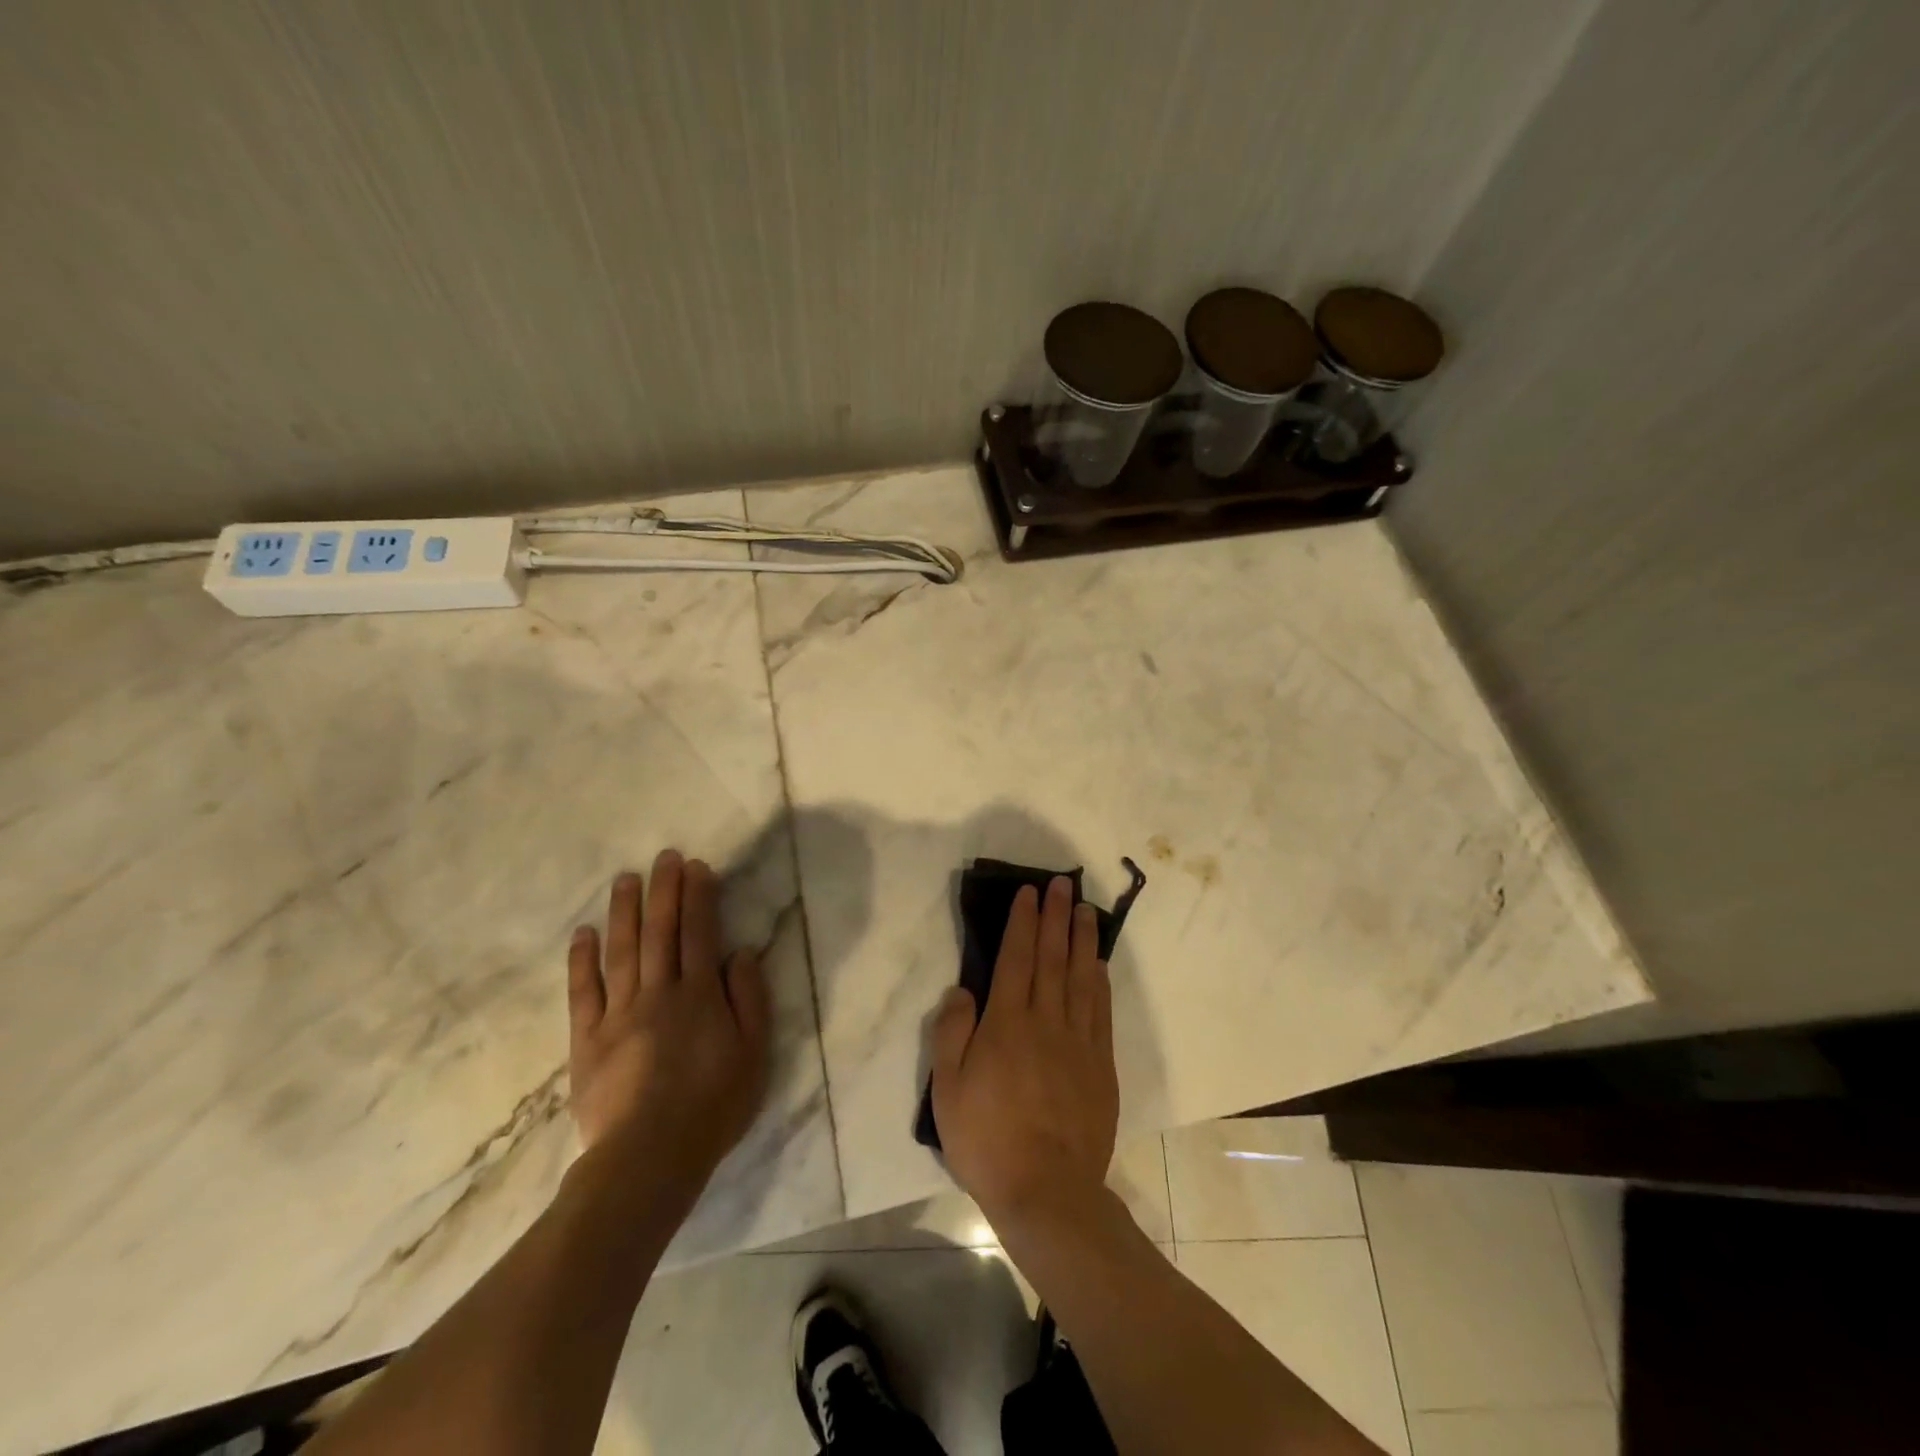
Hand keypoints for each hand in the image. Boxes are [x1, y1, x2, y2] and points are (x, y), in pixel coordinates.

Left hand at [566, 850, 770, 1192]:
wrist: (649, 1158)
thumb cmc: (713, 1105)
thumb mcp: (754, 1054)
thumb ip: (749, 999)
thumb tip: (739, 953)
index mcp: (700, 995)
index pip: (700, 933)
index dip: (699, 897)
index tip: (697, 867)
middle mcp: (659, 993)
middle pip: (660, 932)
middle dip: (664, 890)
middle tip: (664, 857)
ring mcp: (619, 1014)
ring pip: (621, 952)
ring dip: (624, 912)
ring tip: (625, 878)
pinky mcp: (587, 1040)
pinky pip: (583, 993)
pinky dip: (582, 961)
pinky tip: (584, 933)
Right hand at [930, 877, 1119, 1229]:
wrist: (1047, 1191)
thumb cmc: (987, 1139)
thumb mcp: (948, 1089)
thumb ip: (952, 1032)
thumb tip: (963, 990)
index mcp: (1007, 1023)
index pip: (1017, 957)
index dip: (1023, 921)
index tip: (1030, 892)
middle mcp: (1046, 1021)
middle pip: (1052, 957)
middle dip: (1056, 917)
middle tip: (1063, 885)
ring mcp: (1079, 1041)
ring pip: (1081, 977)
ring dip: (1082, 939)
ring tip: (1086, 909)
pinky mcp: (1101, 1064)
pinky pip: (1101, 1010)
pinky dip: (1099, 980)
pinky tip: (1098, 963)